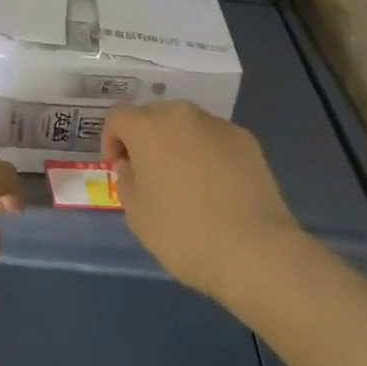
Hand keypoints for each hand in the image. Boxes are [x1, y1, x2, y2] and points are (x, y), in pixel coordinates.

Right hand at [102, 102, 300, 300]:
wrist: (255, 250)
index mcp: (148, 127)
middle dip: (144, 138)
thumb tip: (132, 166)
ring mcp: (217, 124)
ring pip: (186, 124)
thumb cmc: (185, 234)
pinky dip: (207, 152)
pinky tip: (216, 186)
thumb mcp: (138, 216)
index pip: (117, 117)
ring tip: (185, 179)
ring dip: (176, 143)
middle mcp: (181, 114)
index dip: (111, 141)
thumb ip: (127, 181)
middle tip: (148, 173)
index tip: (119, 169)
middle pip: (152, 115)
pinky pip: (214, 138)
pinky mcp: (246, 139)